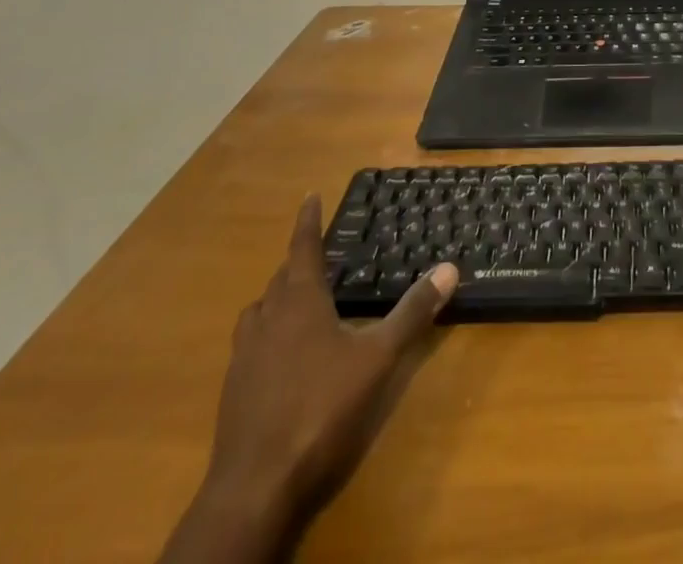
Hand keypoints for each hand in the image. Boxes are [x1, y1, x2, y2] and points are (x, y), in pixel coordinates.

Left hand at [160, 195, 456, 563]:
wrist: (255, 488)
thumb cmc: (320, 410)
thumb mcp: (377, 359)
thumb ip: (412, 313)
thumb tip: (449, 268)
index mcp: (299, 302)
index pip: (303, 248)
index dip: (308, 221)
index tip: (309, 195)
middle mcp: (267, 320)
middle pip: (280, 279)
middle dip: (298, 262)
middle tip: (317, 255)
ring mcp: (244, 357)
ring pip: (259, 312)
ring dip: (278, 298)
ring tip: (297, 301)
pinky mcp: (233, 392)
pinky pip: (249, 346)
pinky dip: (266, 336)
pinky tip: (281, 358)